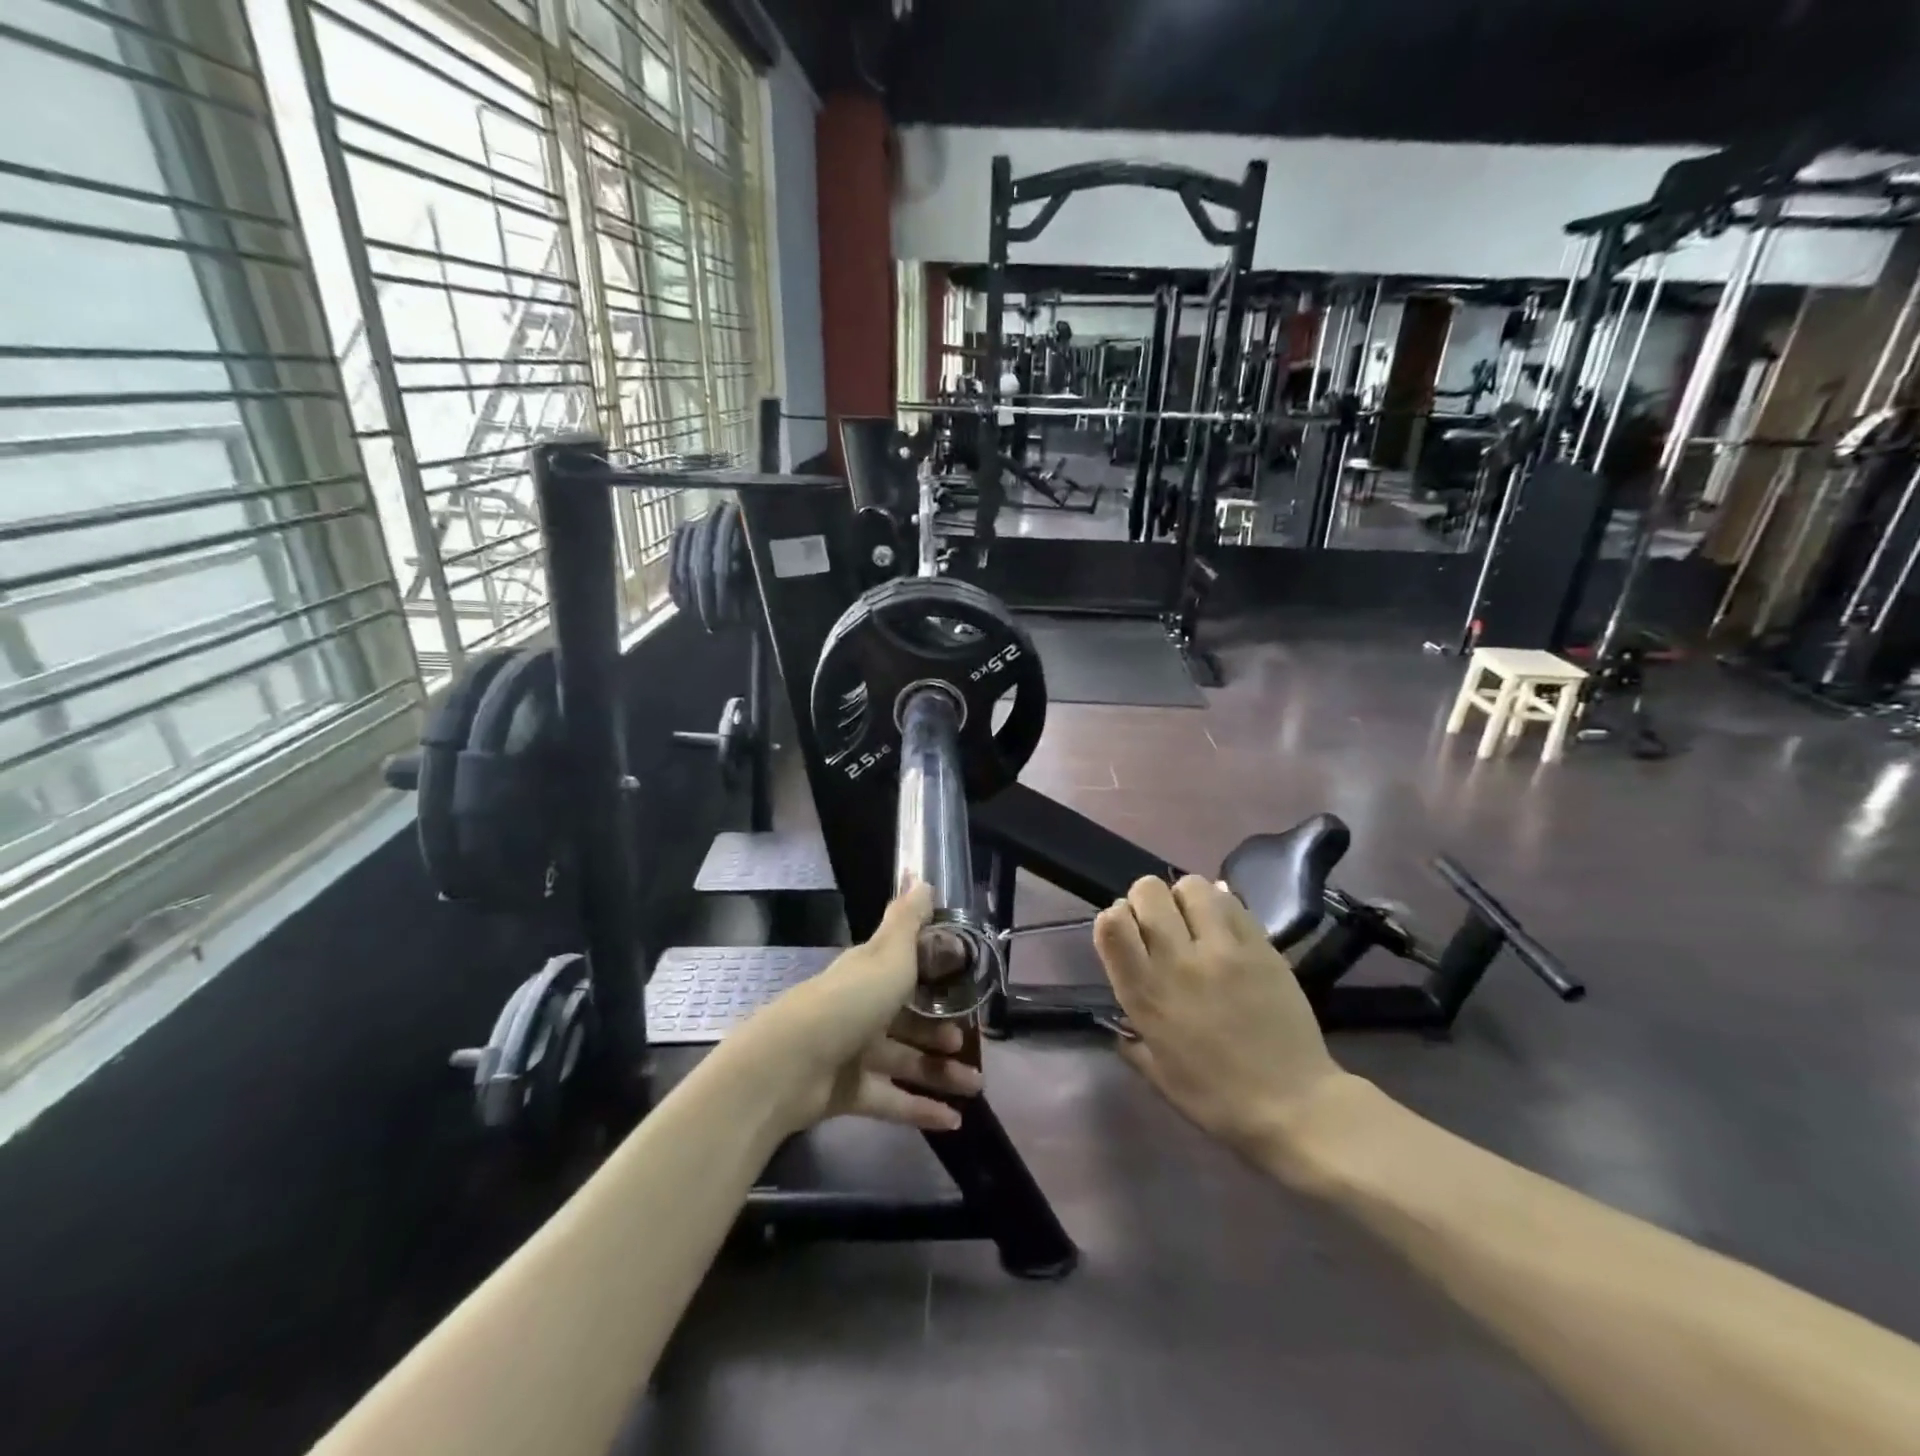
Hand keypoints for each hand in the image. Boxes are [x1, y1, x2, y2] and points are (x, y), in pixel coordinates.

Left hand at [734, 884, 982, 1136]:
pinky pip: (891, 1099)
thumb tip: (921, 877)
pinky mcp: (848, 1092)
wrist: (791, 1064)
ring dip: (940, 1072)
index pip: (907, 971)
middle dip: (942, 1032)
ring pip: (905, 1061)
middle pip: (909, 1021)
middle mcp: (862, 1010)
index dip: (936, 978)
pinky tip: (953, 1121)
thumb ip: (908, 920)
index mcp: (869, 974)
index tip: (967, 985)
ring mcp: (853, 1053)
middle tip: (972, 1043)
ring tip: (975, 1085)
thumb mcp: (888, 954)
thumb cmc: (849, 1002)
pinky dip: (920, 1109)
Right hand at [1093, 875, 1350, 1166]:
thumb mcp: (1159, 1076)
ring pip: (1191, 887)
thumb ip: (1133, 1042)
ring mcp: (1222, 950)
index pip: (1111, 923)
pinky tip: (1224, 926)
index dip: (1115, 917)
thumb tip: (1120, 1026)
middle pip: (1148, 892)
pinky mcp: (1260, 946)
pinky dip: (1222, 905)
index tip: (1128, 933)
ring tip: (1195, 920)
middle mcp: (1177, 962)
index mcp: (1145, 994)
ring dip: (1186, 897)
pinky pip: (1232, 903)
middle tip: (1161, 923)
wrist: (1295, 1106)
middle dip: (1147, 899)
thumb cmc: (1218, 1099)